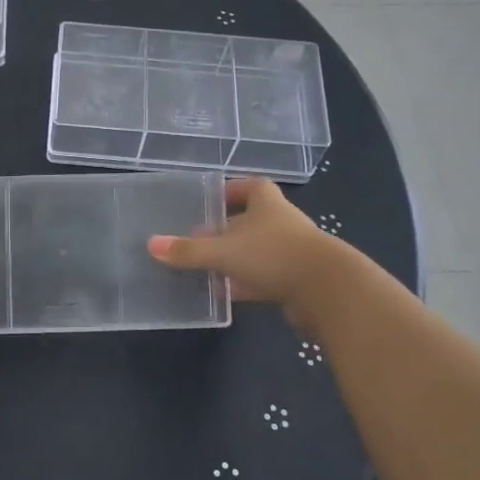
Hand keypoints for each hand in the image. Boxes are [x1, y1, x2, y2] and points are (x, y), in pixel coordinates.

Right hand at [148, 179, 344, 329]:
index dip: (230, 190)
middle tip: (195, 239)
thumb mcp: (224, 251)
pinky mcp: (296, 280)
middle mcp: (280, 222)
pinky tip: (225, 293)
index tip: (209, 200)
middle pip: (249, 220)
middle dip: (224, 230)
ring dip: (234, 259)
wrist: (328, 291)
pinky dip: (245, 283)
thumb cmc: (274, 255)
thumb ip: (188, 251)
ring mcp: (290, 252)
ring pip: (255, 251)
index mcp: (266, 203)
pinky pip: (264, 277)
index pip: (248, 187)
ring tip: (204, 268)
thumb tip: (151, 244)